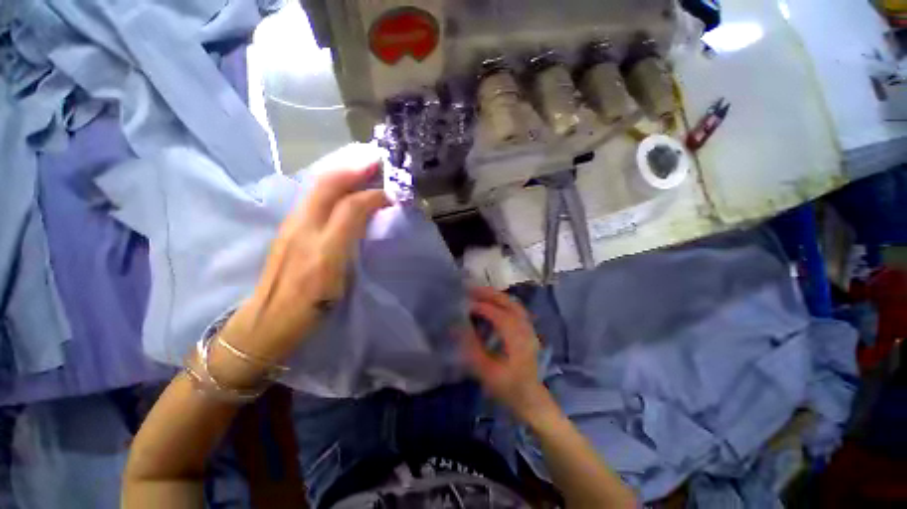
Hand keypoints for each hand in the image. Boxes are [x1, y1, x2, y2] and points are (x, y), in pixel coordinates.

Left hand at [211, 160, 389, 385]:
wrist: (267, 321)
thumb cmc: (307, 306)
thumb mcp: (336, 277)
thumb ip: (350, 241)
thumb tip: (369, 215)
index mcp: (318, 242)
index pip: (349, 206)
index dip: (373, 195)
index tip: (393, 193)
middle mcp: (302, 226)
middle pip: (327, 185)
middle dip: (353, 169)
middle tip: (376, 161)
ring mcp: (292, 226)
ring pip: (317, 189)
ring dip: (342, 173)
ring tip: (362, 168)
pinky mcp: (290, 230)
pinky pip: (314, 200)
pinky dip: (332, 187)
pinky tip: (342, 188)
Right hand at [463, 287, 558, 423]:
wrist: (531, 399)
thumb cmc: (509, 388)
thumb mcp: (487, 372)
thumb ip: (472, 348)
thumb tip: (457, 327)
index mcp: (517, 339)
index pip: (498, 315)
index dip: (481, 307)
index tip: (464, 304)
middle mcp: (525, 329)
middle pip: (508, 303)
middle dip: (489, 294)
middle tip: (470, 288)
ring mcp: (529, 328)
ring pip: (513, 304)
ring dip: (496, 296)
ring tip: (479, 292)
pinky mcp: (528, 331)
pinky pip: (515, 309)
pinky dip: (503, 302)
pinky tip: (492, 304)